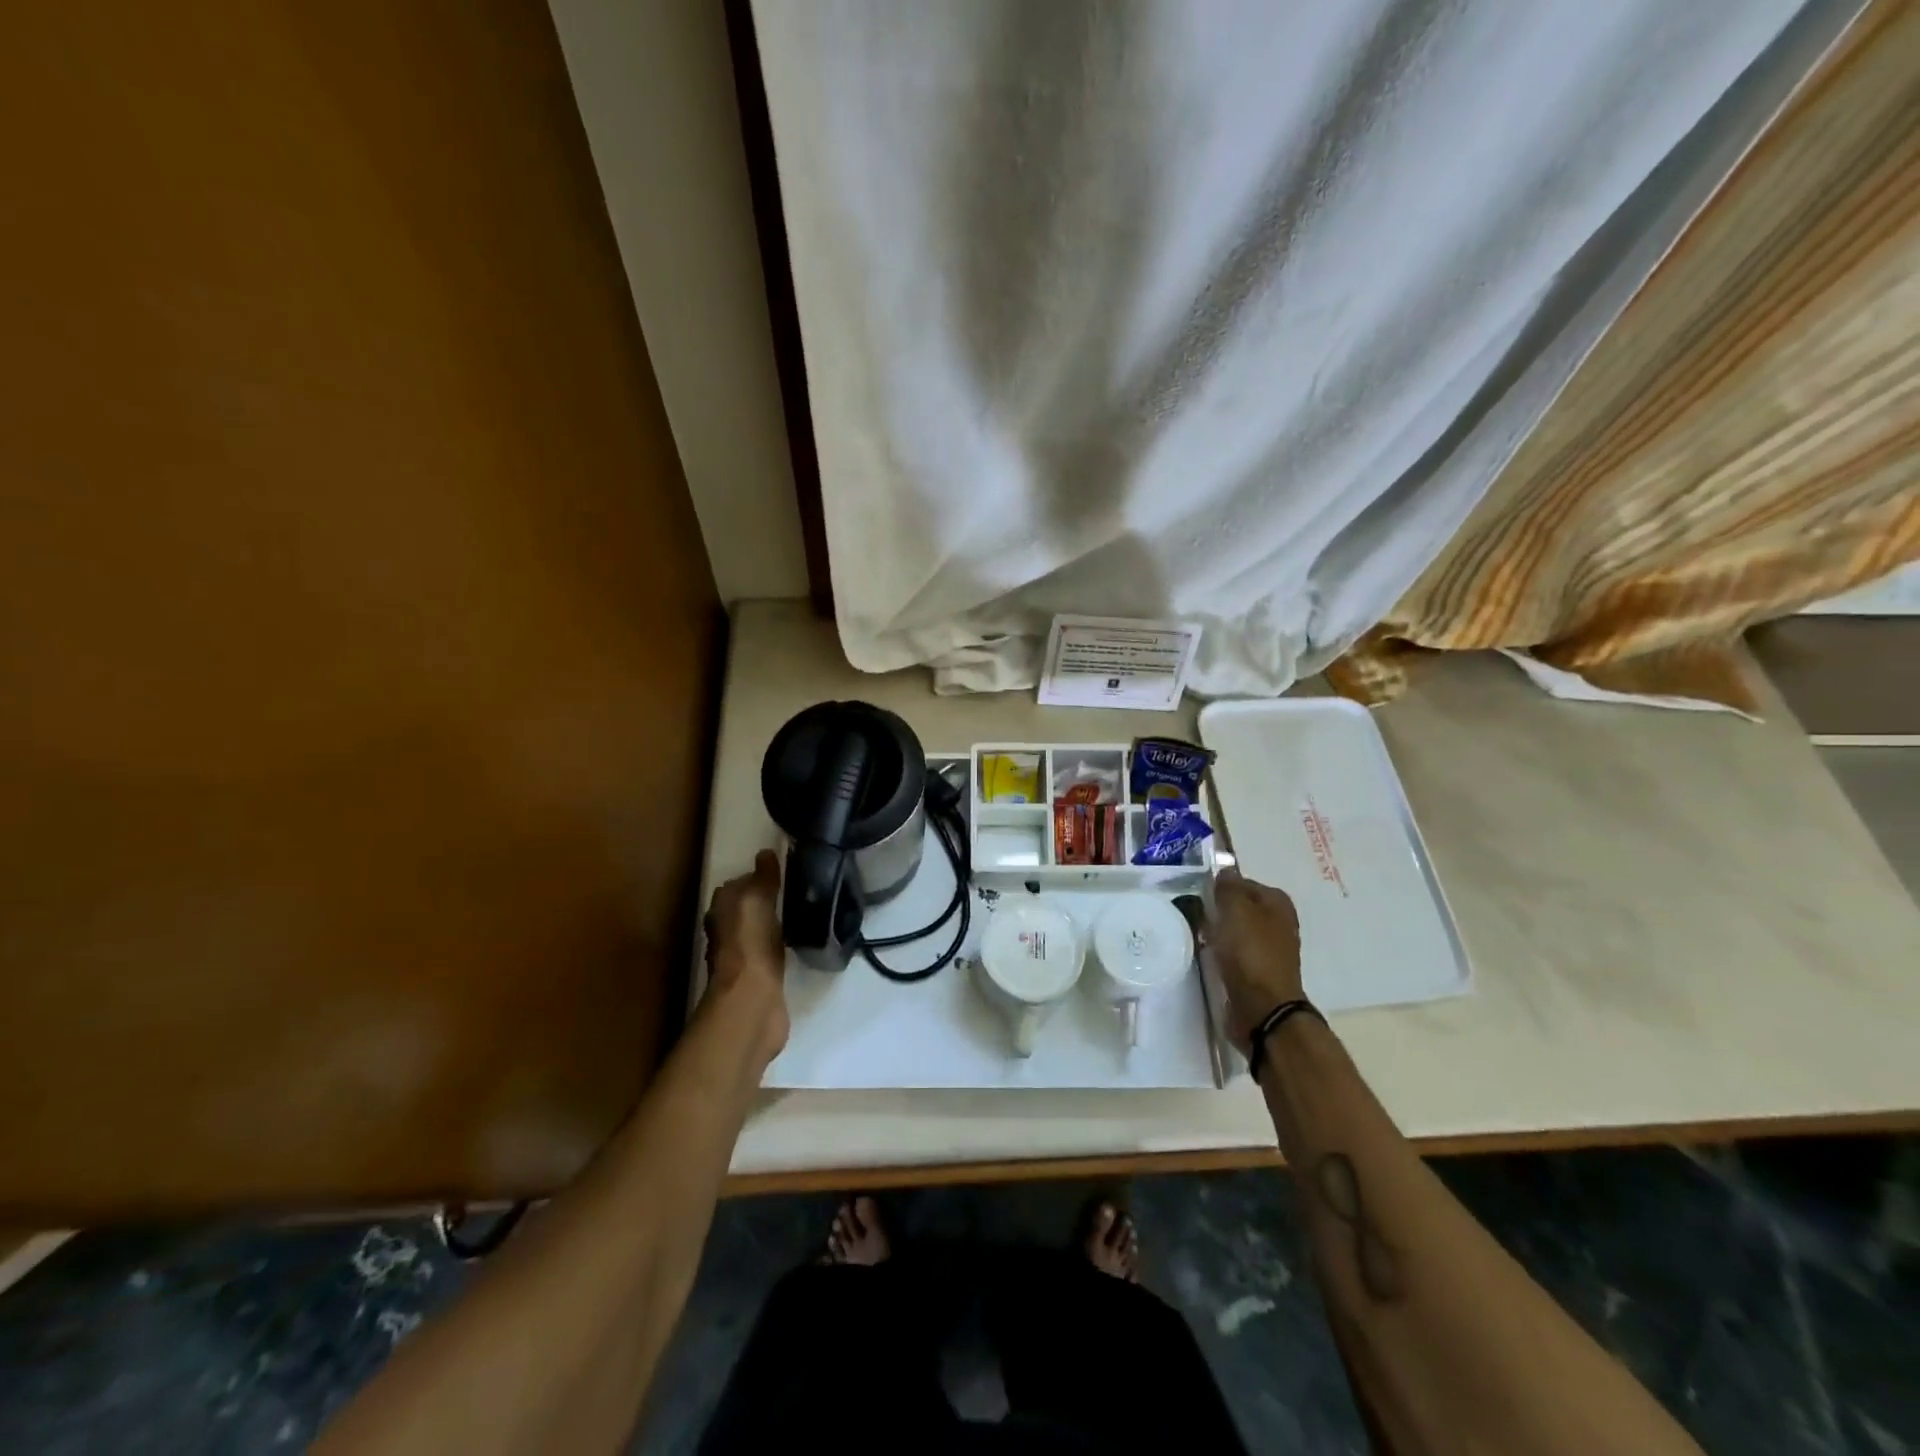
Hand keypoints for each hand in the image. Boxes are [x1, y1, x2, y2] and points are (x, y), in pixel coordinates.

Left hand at [702, 850, 789, 1063]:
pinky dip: (780, 946)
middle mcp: (725, 932)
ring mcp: (742, 957)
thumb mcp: (757, 900)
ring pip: (758, 930)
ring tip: (800, 912)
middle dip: (765, 899)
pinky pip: (770, 952)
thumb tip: (766, 853)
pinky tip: (796, 942)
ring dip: (773, 923)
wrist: (752, 1001)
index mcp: (721, 911)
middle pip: (746, 908)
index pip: (738, 885)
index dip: (757, 876)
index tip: (783, 870)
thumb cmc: (750, 944)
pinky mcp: (759, 978)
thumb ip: (762, 878)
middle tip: (795, 889)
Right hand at [1205, 868, 1304, 1054]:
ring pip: (1236, 930)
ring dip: (1218, 933)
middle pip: (1239, 907)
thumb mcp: (1235, 909)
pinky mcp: (1258, 972)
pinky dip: (1222, 953)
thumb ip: (1228, 887)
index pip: (1242, 882)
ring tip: (1196, 936)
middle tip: (1193, 915)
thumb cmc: (1250, 953)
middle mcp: (1278, 923)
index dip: (1220, 887)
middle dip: (1218, 910)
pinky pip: (1234, 953)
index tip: (1199, 896)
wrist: (1263, 1009)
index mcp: (1277, 902)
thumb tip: (1225, 872)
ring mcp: (1270, 949)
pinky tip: (1207, 956)